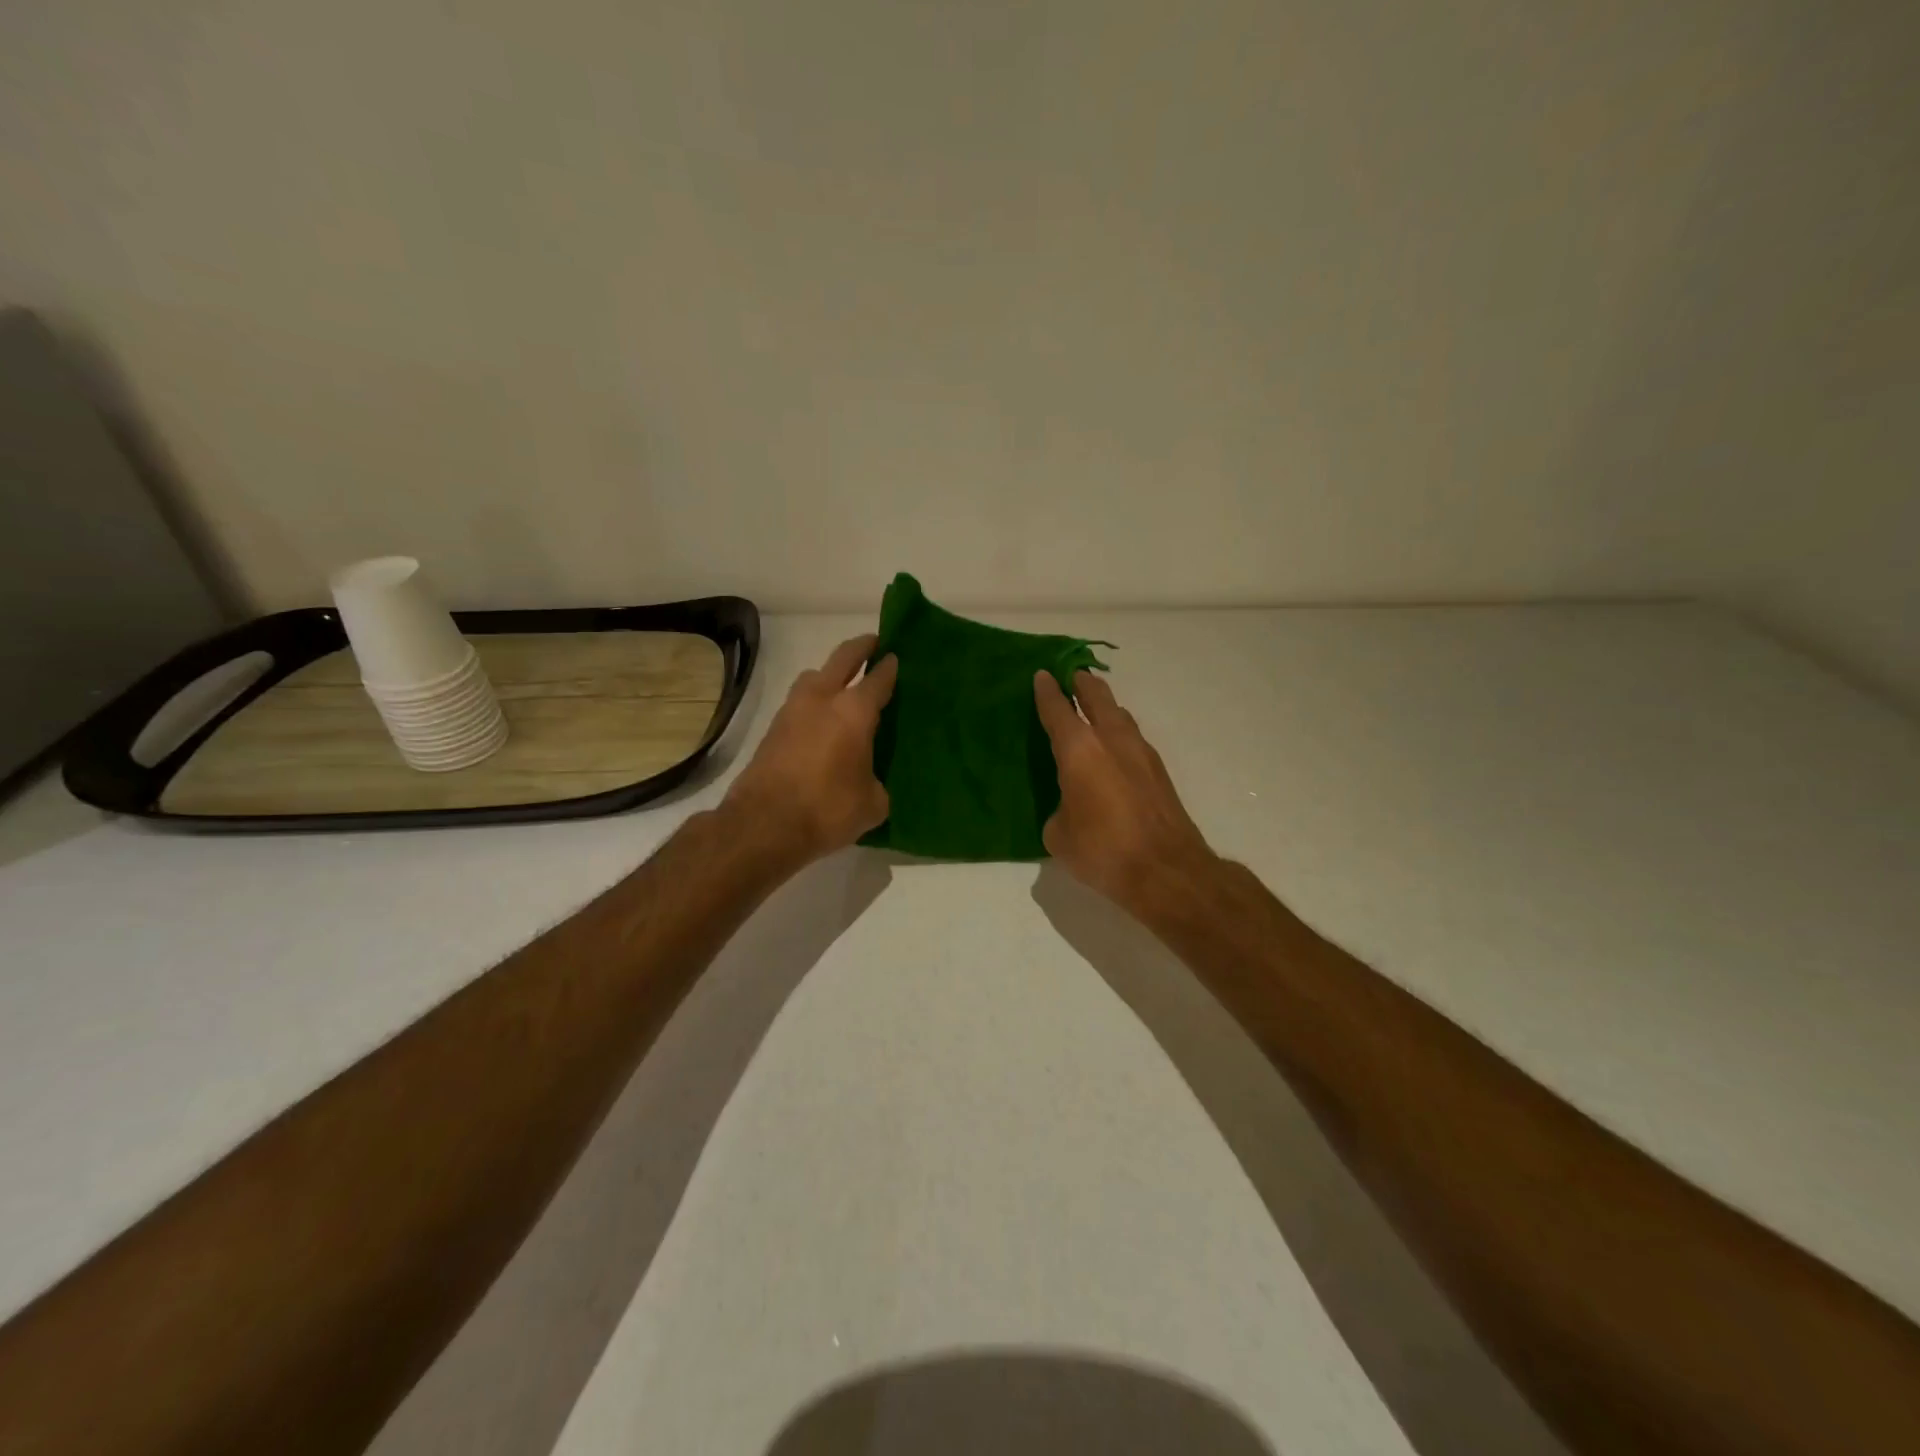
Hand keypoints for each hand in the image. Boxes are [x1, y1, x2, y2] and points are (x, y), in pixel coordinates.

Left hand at [723, 635, 897, 868]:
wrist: (763, 825)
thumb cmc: (827, 810)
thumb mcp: (872, 803)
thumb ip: (877, 782)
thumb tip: (870, 780)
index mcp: (854, 711)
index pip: (878, 679)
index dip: (890, 666)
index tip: (896, 657)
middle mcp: (822, 699)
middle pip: (843, 658)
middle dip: (860, 647)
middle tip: (874, 643)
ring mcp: (792, 710)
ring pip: (814, 676)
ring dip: (830, 672)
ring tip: (842, 684)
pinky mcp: (773, 728)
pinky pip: (799, 701)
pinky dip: (813, 700)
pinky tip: (821, 719)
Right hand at [1034, 669, 1217, 915]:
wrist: (1166, 870)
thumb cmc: (1103, 850)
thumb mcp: (1059, 835)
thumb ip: (1059, 809)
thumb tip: (1070, 806)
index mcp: (1079, 750)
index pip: (1058, 709)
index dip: (1046, 691)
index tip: (1041, 675)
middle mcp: (1111, 739)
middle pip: (1096, 696)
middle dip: (1081, 682)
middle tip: (1070, 674)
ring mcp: (1141, 752)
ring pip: (1119, 713)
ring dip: (1104, 704)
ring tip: (1092, 707)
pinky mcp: (1159, 770)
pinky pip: (1132, 736)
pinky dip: (1118, 730)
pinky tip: (1112, 746)